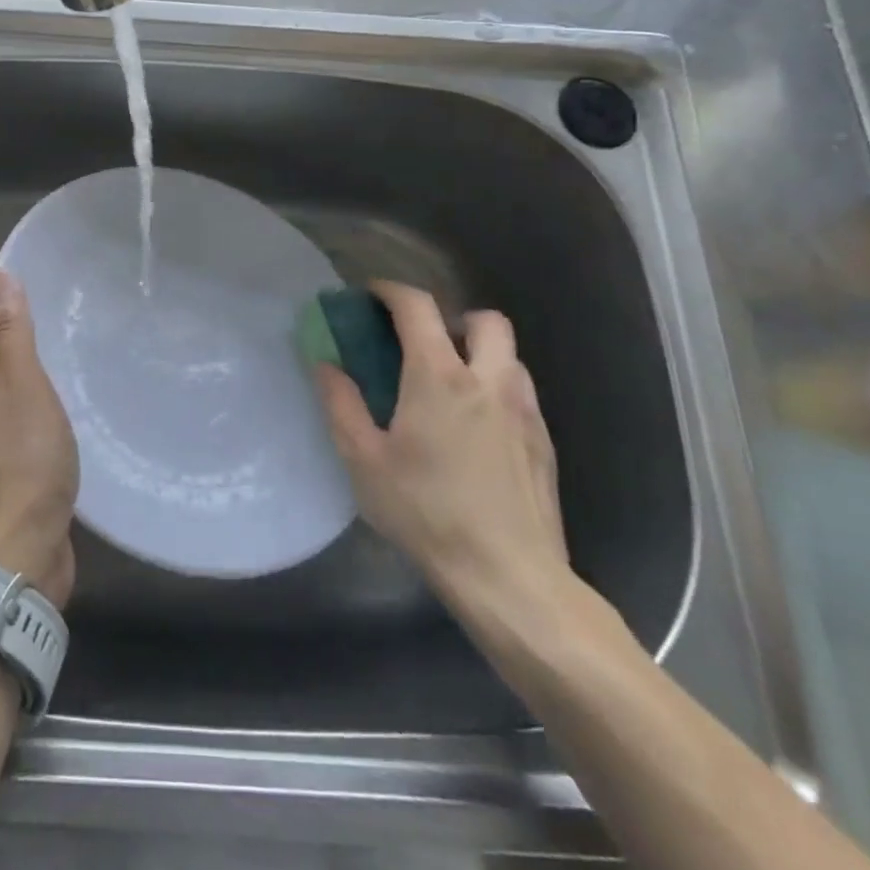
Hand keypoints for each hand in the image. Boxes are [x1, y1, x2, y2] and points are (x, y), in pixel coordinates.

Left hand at [0, 270, 79, 607]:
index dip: (9, 321)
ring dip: (23, 396)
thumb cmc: (22, 459)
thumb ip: (11, 330)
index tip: (46, 318)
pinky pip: (3, 438)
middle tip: (63, 352)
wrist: (14, 554)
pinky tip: (53, 433)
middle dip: (18, 359)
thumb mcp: (23, 383)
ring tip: (64, 388)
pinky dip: (24, 429)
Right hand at [313, 281, 569, 624]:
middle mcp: (489, 380)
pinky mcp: (544, 442)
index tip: (370, 296)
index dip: (391, 291)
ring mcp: (524, 410)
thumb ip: (341, 404)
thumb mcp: (364, 461)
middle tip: (422, 346)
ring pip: (509, 355)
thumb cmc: (427, 514)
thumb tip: (325, 364)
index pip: (418, 306)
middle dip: (451, 318)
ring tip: (449, 388)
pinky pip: (520, 392)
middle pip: (483, 319)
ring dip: (478, 353)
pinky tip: (476, 430)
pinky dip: (496, 388)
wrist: (510, 578)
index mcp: (439, 377)